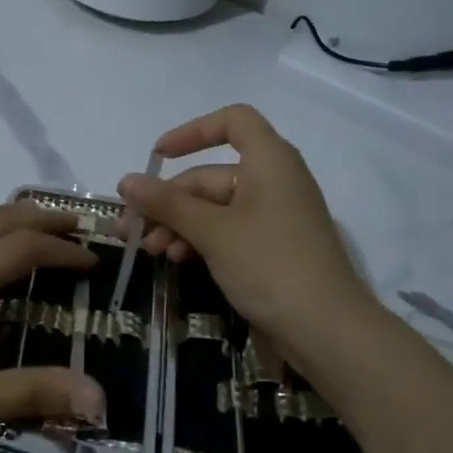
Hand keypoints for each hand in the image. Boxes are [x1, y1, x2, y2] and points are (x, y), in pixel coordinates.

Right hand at [117, 105, 375, 364]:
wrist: (327, 330)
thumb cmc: (269, 265)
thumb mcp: (212, 231)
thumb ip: (167, 204)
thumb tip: (126, 181)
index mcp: (270, 160)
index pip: (233, 121)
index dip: (193, 131)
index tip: (158, 157)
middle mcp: (275, 180)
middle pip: (212, 174)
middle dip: (170, 200)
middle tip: (133, 228)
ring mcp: (275, 216)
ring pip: (216, 207)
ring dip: (180, 224)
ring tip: (150, 251)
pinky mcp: (273, 248)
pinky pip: (229, 230)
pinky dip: (201, 240)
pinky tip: (176, 260)